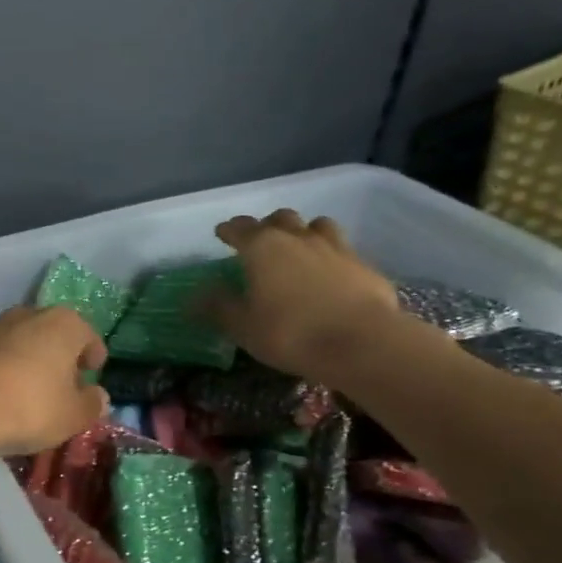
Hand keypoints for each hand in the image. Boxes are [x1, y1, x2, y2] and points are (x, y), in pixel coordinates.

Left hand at [0, 306, 109, 455]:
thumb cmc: (29, 408)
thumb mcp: (72, 417)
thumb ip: (91, 404)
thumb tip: (98, 395)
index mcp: (61, 324)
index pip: (87, 334)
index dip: (93, 354)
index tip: (92, 372)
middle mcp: (24, 314)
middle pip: (50, 332)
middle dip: (57, 354)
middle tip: (60, 384)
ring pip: (16, 340)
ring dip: (24, 358)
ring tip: (24, 390)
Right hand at [202, 210, 405, 381]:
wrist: (363, 344)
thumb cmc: (291, 333)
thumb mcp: (243, 326)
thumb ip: (219, 306)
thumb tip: (195, 295)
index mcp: (262, 247)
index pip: (239, 227)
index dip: (229, 230)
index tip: (222, 233)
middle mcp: (298, 238)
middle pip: (281, 218)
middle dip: (268, 225)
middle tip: (261, 240)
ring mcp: (336, 248)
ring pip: (318, 225)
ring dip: (305, 232)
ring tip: (300, 248)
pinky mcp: (365, 266)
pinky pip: (344, 251)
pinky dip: (332, 257)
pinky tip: (332, 275)